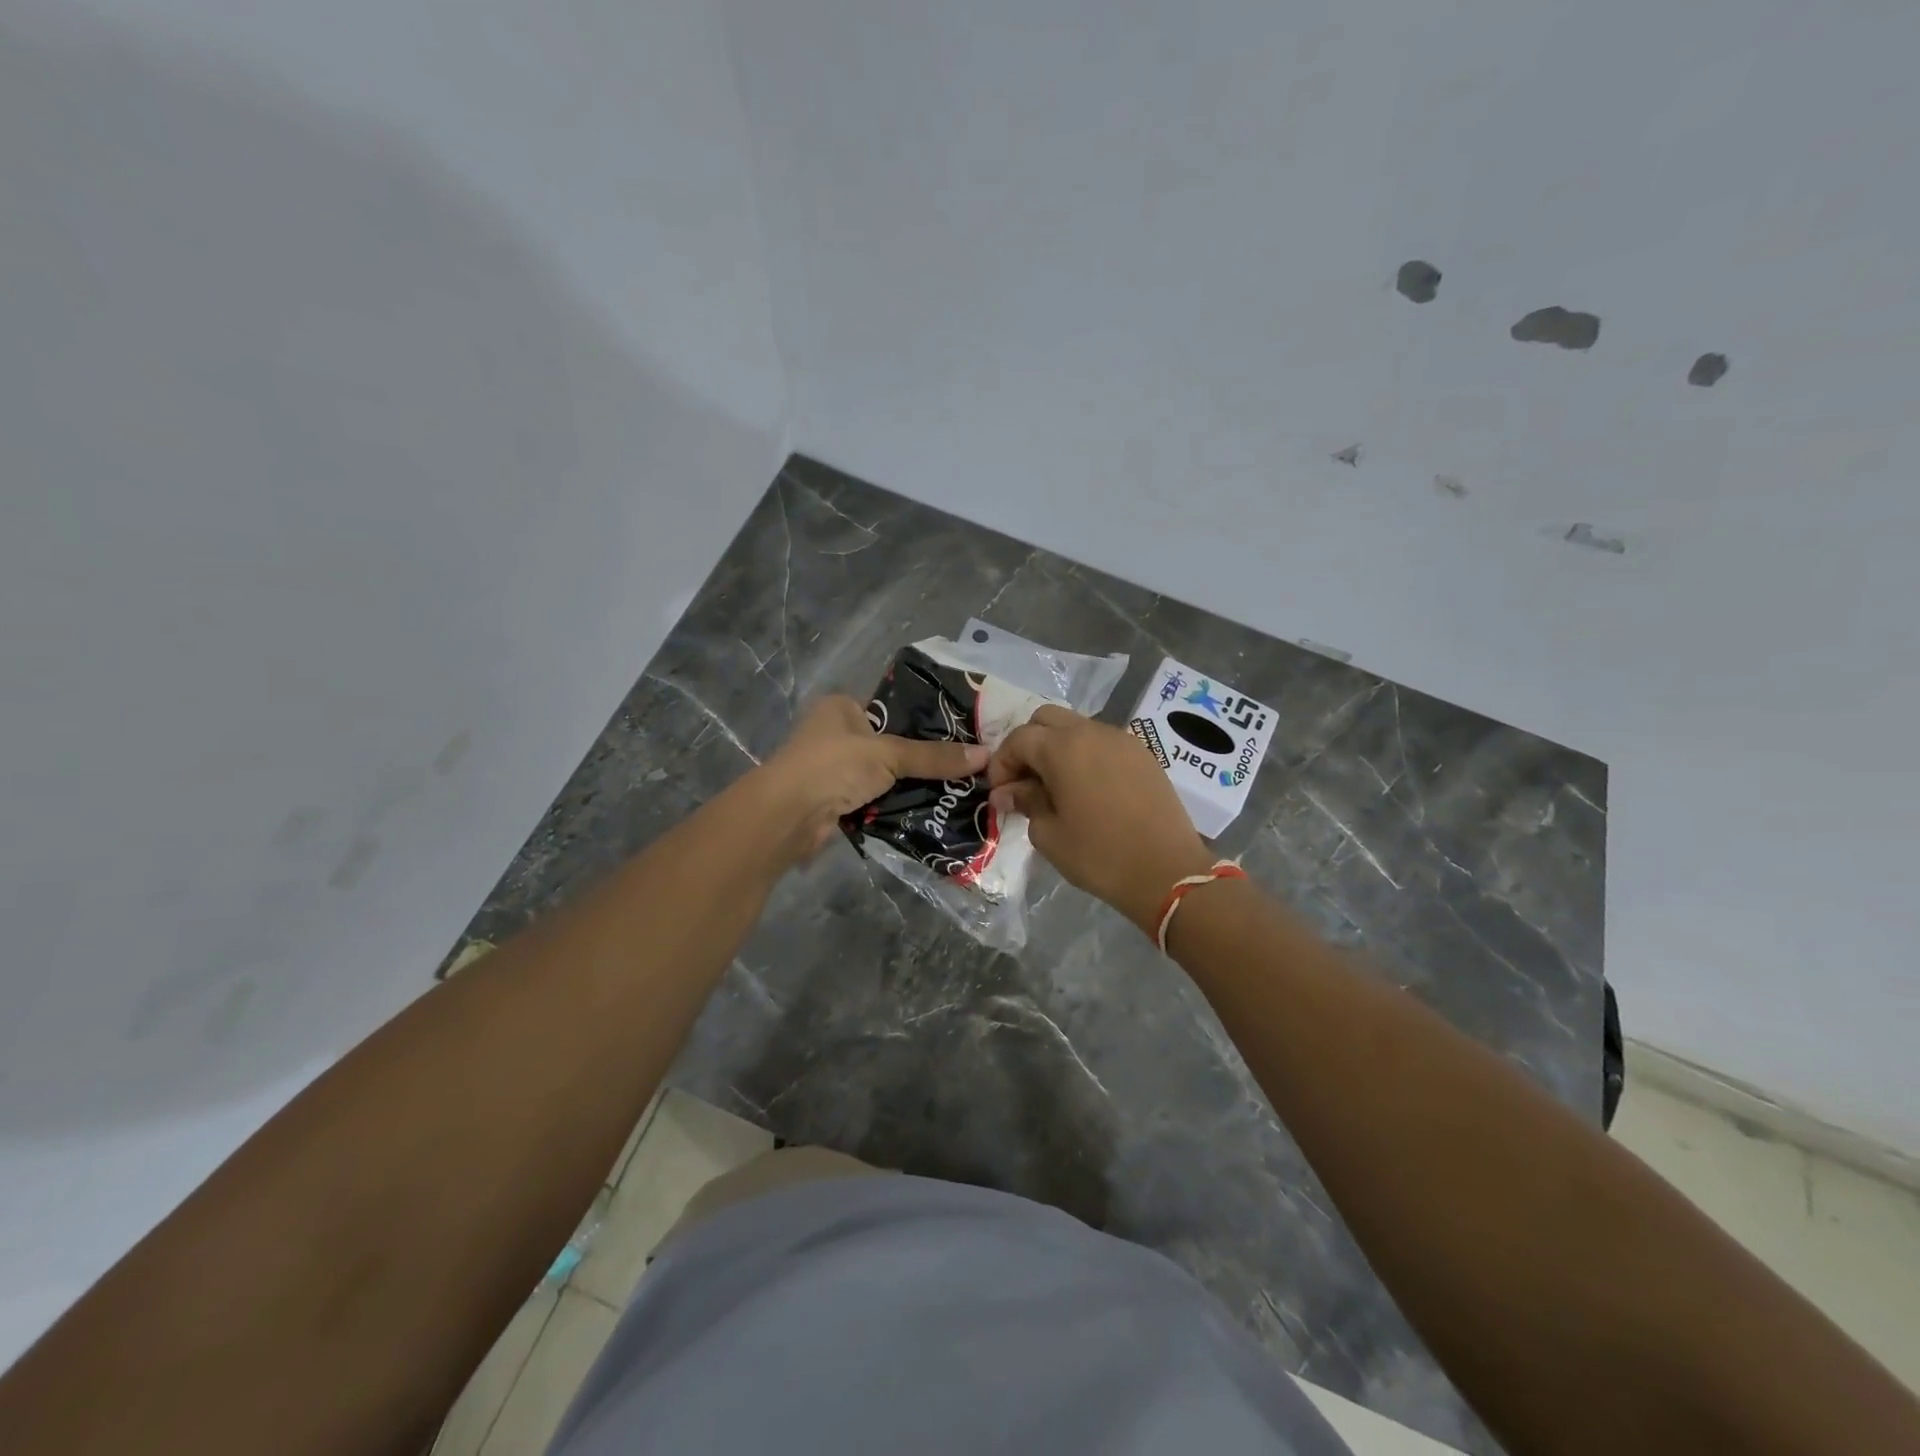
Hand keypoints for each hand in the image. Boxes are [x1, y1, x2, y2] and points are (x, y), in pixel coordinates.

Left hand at [753, 695, 988, 866]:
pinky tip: (928, 810)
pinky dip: (894, 806)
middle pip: (889, 745)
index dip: (924, 722)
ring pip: (883, 775)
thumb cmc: (833, 765)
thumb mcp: (888, 754)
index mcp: (841, 707)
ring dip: (909, 785)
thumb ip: (933, 756)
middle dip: (920, 759)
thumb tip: (986, 755)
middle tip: (964, 766)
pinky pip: (875, 800)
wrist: (788, 816)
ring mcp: (834, 769)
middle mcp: (835, 734)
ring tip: (956, 789)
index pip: (891, 709)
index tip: (960, 734)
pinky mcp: (836, 801)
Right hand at [988, 706, 1214, 934]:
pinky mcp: (1143, 755)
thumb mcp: (1049, 834)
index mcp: (1063, 747)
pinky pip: (1103, 742)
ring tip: (1055, 786)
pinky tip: (1086, 789)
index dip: (1002, 763)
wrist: (1168, 872)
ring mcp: (1122, 740)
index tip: (999, 792)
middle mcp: (1091, 732)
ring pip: (1077, 727)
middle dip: (1028, 744)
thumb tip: (1008, 791)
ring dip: (1057, 748)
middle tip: (1024, 781)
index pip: (1019, 738)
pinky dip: (1085, 755)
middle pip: (1046, 719)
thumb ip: (1025, 802)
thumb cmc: (1099, 856)